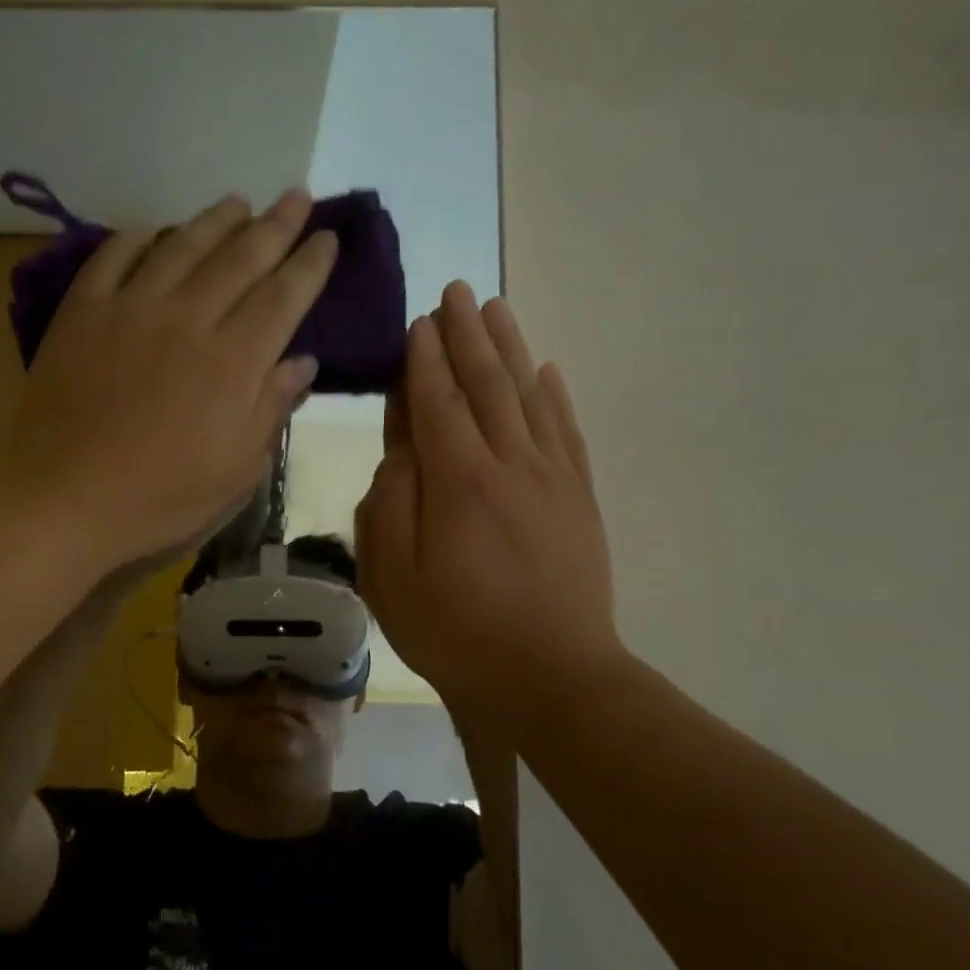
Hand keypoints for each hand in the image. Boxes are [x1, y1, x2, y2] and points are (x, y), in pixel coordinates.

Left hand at [5, 191, 333, 581]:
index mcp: (233, 363)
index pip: (283, 297)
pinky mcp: (82, 314)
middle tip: (296, 196)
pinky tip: (153, 230)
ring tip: (237, 202)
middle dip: (275, 225)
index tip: (327, 237)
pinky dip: (137, 238)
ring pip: (181, 246)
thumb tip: (303, 362)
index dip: (309, 264)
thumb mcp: (235, 473)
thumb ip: (271, 410)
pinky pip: (113, 257)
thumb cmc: (160, 500)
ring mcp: (130, 310)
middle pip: (240, 259)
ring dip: (214, 220)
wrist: (64, 500)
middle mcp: (187, 320)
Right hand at [354, 282, 623, 714]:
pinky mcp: (580, 500)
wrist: (554, 678)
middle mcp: (511, 466)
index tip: (417, 322)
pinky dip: (555, 395)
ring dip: (511, 348)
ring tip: (496, 308)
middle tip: (456, 291)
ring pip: (530, 397)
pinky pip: (567, 431)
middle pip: (487, 385)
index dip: (424, 361)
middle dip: (467, 336)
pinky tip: (547, 370)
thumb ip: (389, 507)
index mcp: (460, 484)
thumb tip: (400, 453)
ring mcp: (553, 480)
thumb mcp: (395, 581)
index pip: (438, 405)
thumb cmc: (458, 634)